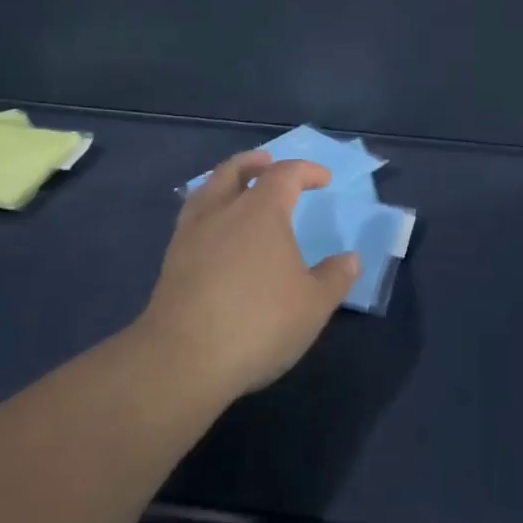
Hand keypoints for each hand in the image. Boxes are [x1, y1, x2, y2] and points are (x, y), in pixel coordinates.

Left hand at [136, 151, 360, 398]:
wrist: (182, 359)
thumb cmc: (258, 322)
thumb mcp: (313, 304)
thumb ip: (335, 277)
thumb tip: (351, 259)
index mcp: (261, 210)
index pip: (285, 174)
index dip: (307, 171)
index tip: (324, 179)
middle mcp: (223, 211)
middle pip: (235, 170)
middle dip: (254, 163)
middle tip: (267, 162)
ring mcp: (191, 234)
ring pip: (206, 191)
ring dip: (225, 182)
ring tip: (236, 191)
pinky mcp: (171, 262)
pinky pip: (192, 220)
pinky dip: (208, 213)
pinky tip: (215, 234)